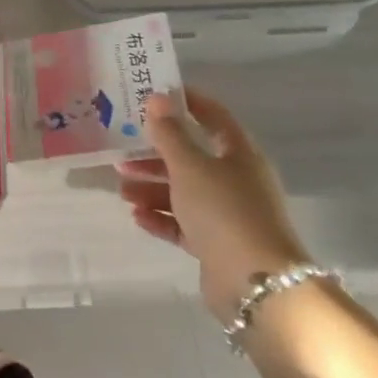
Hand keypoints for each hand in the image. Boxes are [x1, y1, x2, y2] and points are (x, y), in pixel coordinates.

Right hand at [117, 89, 310, 321]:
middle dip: (155, 155)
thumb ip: (169, 133)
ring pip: (184, 192)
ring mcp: (227, 213)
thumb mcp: (190, 166)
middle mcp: (236, 179)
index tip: (151, 95)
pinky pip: (183, 224)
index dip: (185, 102)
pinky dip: (161, 218)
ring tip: (122, 190)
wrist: (256, 282)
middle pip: (191, 157)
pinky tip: (137, 216)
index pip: (212, 116)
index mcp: (238, 153)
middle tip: (121, 152)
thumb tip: (156, 98)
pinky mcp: (216, 244)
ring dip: (152, 188)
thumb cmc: (223, 210)